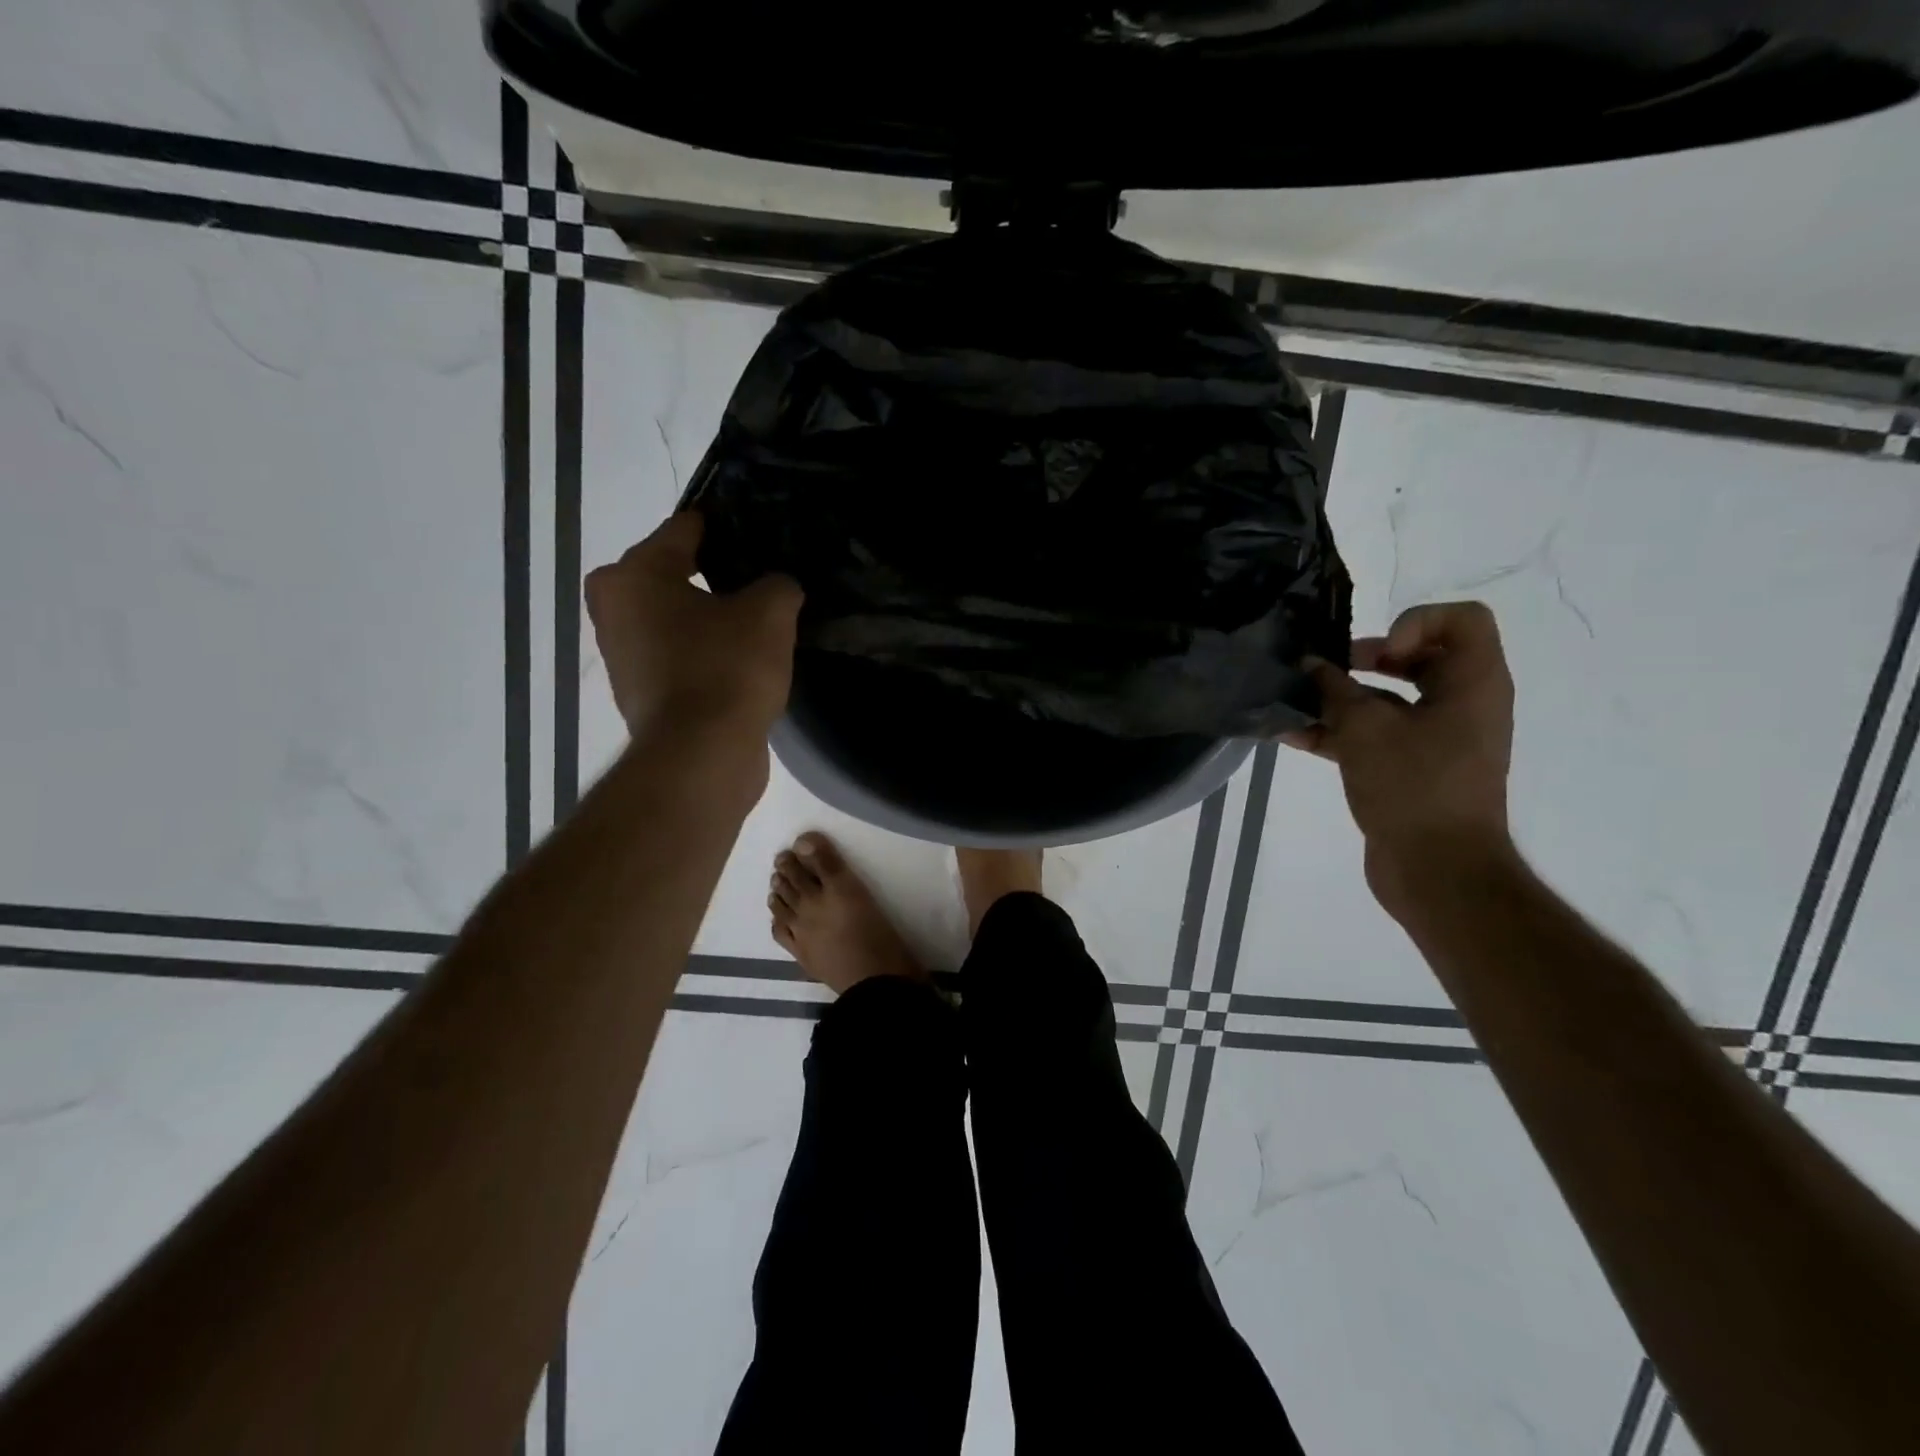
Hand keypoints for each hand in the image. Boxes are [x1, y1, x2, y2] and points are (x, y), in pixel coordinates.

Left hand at [584, 513, 802, 742]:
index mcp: (635, 573)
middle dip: (715, 573)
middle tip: (760, 579)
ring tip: (756, 619)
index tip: (760, 530)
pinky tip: (741, 659)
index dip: (727, 526)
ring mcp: (622, 654)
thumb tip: (778, 587)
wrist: (701, 756)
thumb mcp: (770, 613)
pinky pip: (677, 654)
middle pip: (673, 572)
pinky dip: (703, 652)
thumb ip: (778, 584)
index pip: (685, 528)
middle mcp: (614, 607)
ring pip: (674, 616)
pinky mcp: (639, 691)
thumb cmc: (727, 669)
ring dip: (708, 616)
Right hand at [1286, 601, 1515, 916]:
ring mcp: (1438, 739)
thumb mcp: (1364, 729)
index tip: (1380, 655)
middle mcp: (1462, 705)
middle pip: (1419, 658)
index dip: (1415, 623)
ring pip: (1389, 701)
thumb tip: (1310, 666)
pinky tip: (1291, 736)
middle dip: (1366, 660)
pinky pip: (1376, 736)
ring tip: (1294, 703)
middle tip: (1329, 671)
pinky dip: (1339, 733)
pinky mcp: (1412, 769)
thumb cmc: (1413, 787)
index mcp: (1473, 685)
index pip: (1462, 620)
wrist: (1438, 871)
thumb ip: (1333, 690)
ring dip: (1341, 699)